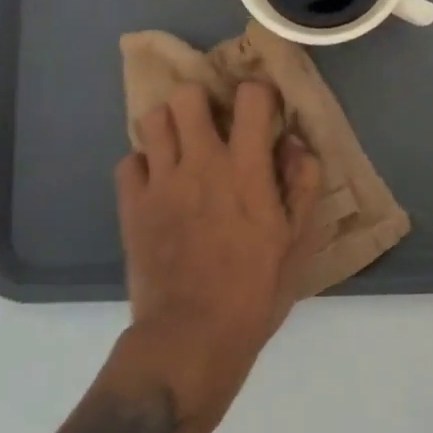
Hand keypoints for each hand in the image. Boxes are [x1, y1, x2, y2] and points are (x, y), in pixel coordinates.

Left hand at [115, 81, 322, 423]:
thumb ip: (303, 184)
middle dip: (202, 102)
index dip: (257, 94)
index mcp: (246, 168)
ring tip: (181, 147)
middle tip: (211, 125)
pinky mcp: (132, 205)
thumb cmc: (254, 290)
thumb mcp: (297, 241)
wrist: (191, 338)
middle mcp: (201, 162)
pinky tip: (157, 182)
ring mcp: (161, 181)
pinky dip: (143, 165)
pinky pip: (130, 161)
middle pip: (188, 96)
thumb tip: (294, 143)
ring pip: (154, 119)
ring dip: (170, 126)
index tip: (260, 109)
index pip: (250, 97)